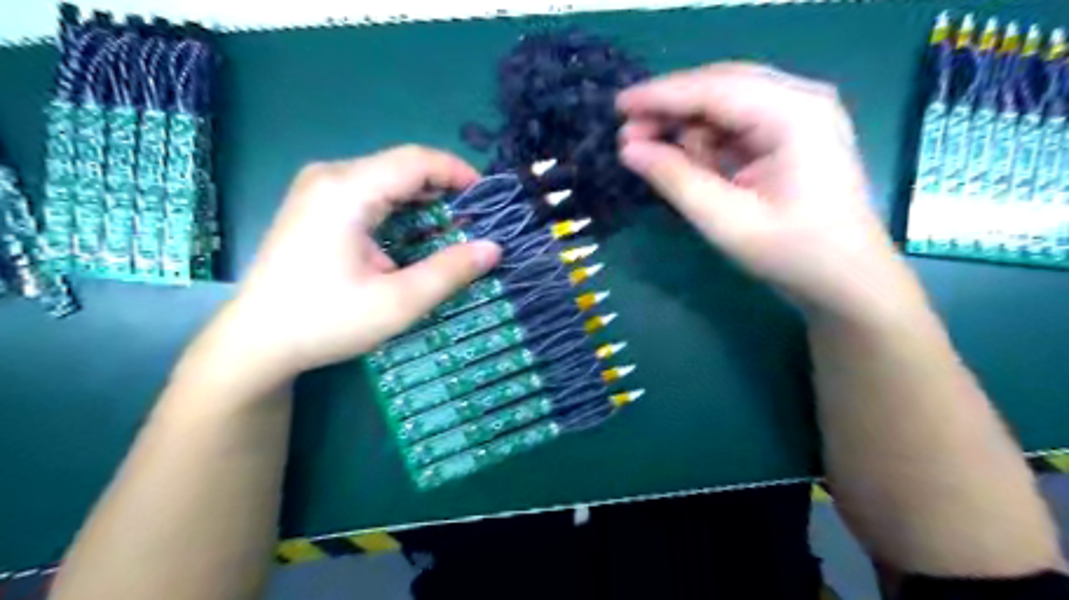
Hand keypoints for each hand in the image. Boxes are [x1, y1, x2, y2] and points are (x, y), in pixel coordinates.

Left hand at [182, 143, 501, 391]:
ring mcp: (318, 189)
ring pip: (386, 178)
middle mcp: (330, 177)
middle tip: (475, 222)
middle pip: (401, 166)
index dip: (458, 173)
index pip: (416, 160)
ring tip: (453, 229)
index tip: (488, 199)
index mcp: (347, 191)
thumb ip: (450, 272)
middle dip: (444, 189)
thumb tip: (494, 248)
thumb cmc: (327, 321)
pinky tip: (415, 234)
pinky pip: (370, 192)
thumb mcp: (398, 302)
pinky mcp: (315, 205)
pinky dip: (401, 207)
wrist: (257, 340)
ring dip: (423, 199)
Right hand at [619, 64, 927, 325]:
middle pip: (721, 87)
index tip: (617, 106)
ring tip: (660, 161)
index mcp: (794, 114)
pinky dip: (709, 143)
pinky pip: (738, 126)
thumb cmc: (792, 253)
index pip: (715, 89)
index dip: (661, 95)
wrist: (847, 279)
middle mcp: (800, 100)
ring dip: (689, 130)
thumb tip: (629, 149)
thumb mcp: (725, 220)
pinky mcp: (792, 135)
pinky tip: (694, 167)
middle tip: (629, 138)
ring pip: (726, 105)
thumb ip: (675, 179)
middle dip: (673, 110)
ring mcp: (800, 115)